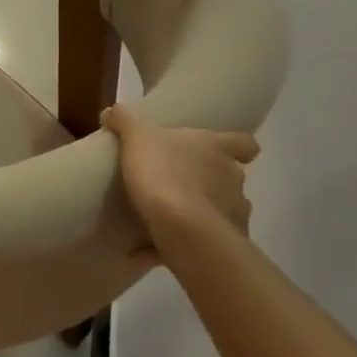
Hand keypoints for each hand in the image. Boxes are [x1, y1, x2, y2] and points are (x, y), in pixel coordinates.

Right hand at [103, 106, 258, 251]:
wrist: (181, 227)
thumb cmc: (163, 172)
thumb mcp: (136, 138)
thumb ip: (125, 121)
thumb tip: (113, 110)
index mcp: (216, 149)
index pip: (243, 143)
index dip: (235, 145)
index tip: (220, 149)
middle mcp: (233, 178)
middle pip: (228, 176)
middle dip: (207, 181)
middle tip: (176, 183)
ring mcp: (234, 212)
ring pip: (220, 209)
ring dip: (199, 212)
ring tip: (166, 219)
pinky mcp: (225, 242)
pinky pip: (202, 241)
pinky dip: (180, 244)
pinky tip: (150, 247)